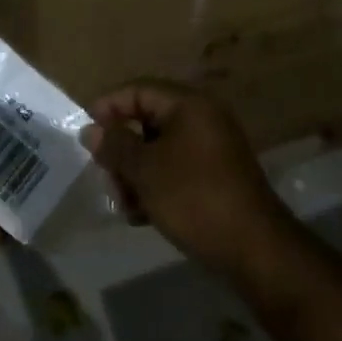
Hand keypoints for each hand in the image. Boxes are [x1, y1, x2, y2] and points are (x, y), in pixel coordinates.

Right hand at [84, 80, 301, 278]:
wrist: (255, 250)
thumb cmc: (194, 198)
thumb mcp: (145, 171)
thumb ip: (115, 146)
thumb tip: (91, 129)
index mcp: (188, 105)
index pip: (138, 90)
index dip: (108, 108)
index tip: (86, 137)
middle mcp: (202, 119)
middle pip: (146, 121)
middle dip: (122, 151)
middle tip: (108, 180)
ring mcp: (212, 149)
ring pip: (158, 150)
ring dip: (135, 174)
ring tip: (126, 206)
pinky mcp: (216, 178)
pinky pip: (175, 170)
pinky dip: (156, 187)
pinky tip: (144, 216)